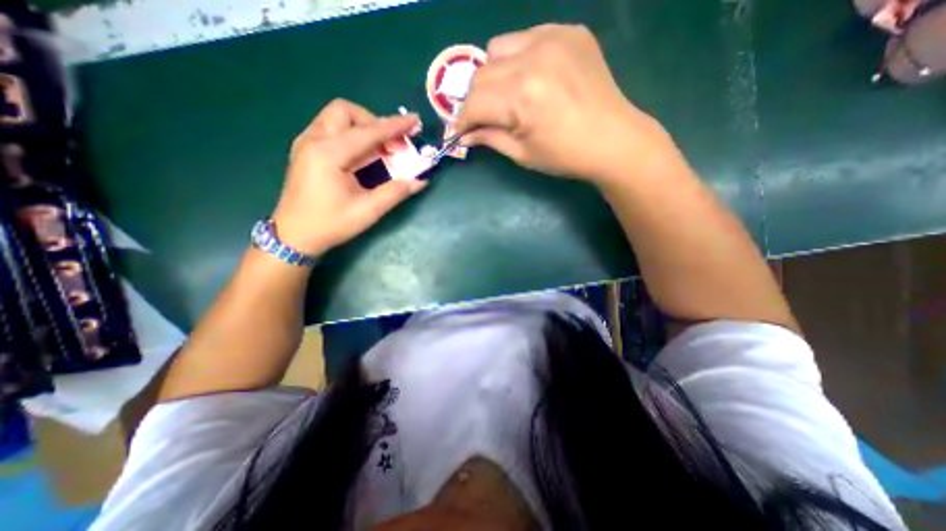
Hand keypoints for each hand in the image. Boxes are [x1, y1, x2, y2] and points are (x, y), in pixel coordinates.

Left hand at [270, 99, 423, 255]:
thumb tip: (420, 181)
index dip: (395, 126)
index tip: (415, 121)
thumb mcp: (367, 211)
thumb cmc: (330, 224)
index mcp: (328, 154)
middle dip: (374, 122)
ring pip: (337, 117)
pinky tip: (363, 154)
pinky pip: (330, 128)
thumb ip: (395, 192)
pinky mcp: (305, 150)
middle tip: (393, 144)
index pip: (368, 132)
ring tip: (382, 149)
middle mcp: (314, 140)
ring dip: (363, 127)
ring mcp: (306, 143)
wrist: (293, 236)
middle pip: (346, 112)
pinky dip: (352, 134)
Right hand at [460, 23, 674, 186]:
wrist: (614, 139)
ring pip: (498, 49)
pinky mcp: (569, 32)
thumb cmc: (566, 156)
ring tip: (506, 97)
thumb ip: (489, 138)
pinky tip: (530, 79)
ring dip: (493, 76)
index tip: (458, 133)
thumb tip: (465, 134)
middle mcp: (533, 58)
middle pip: (481, 74)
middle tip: (481, 119)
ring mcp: (553, 38)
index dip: (462, 120)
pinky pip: (526, 38)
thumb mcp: (522, 154)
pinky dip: (517, 59)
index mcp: (522, 96)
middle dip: (474, 101)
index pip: (474, 103)